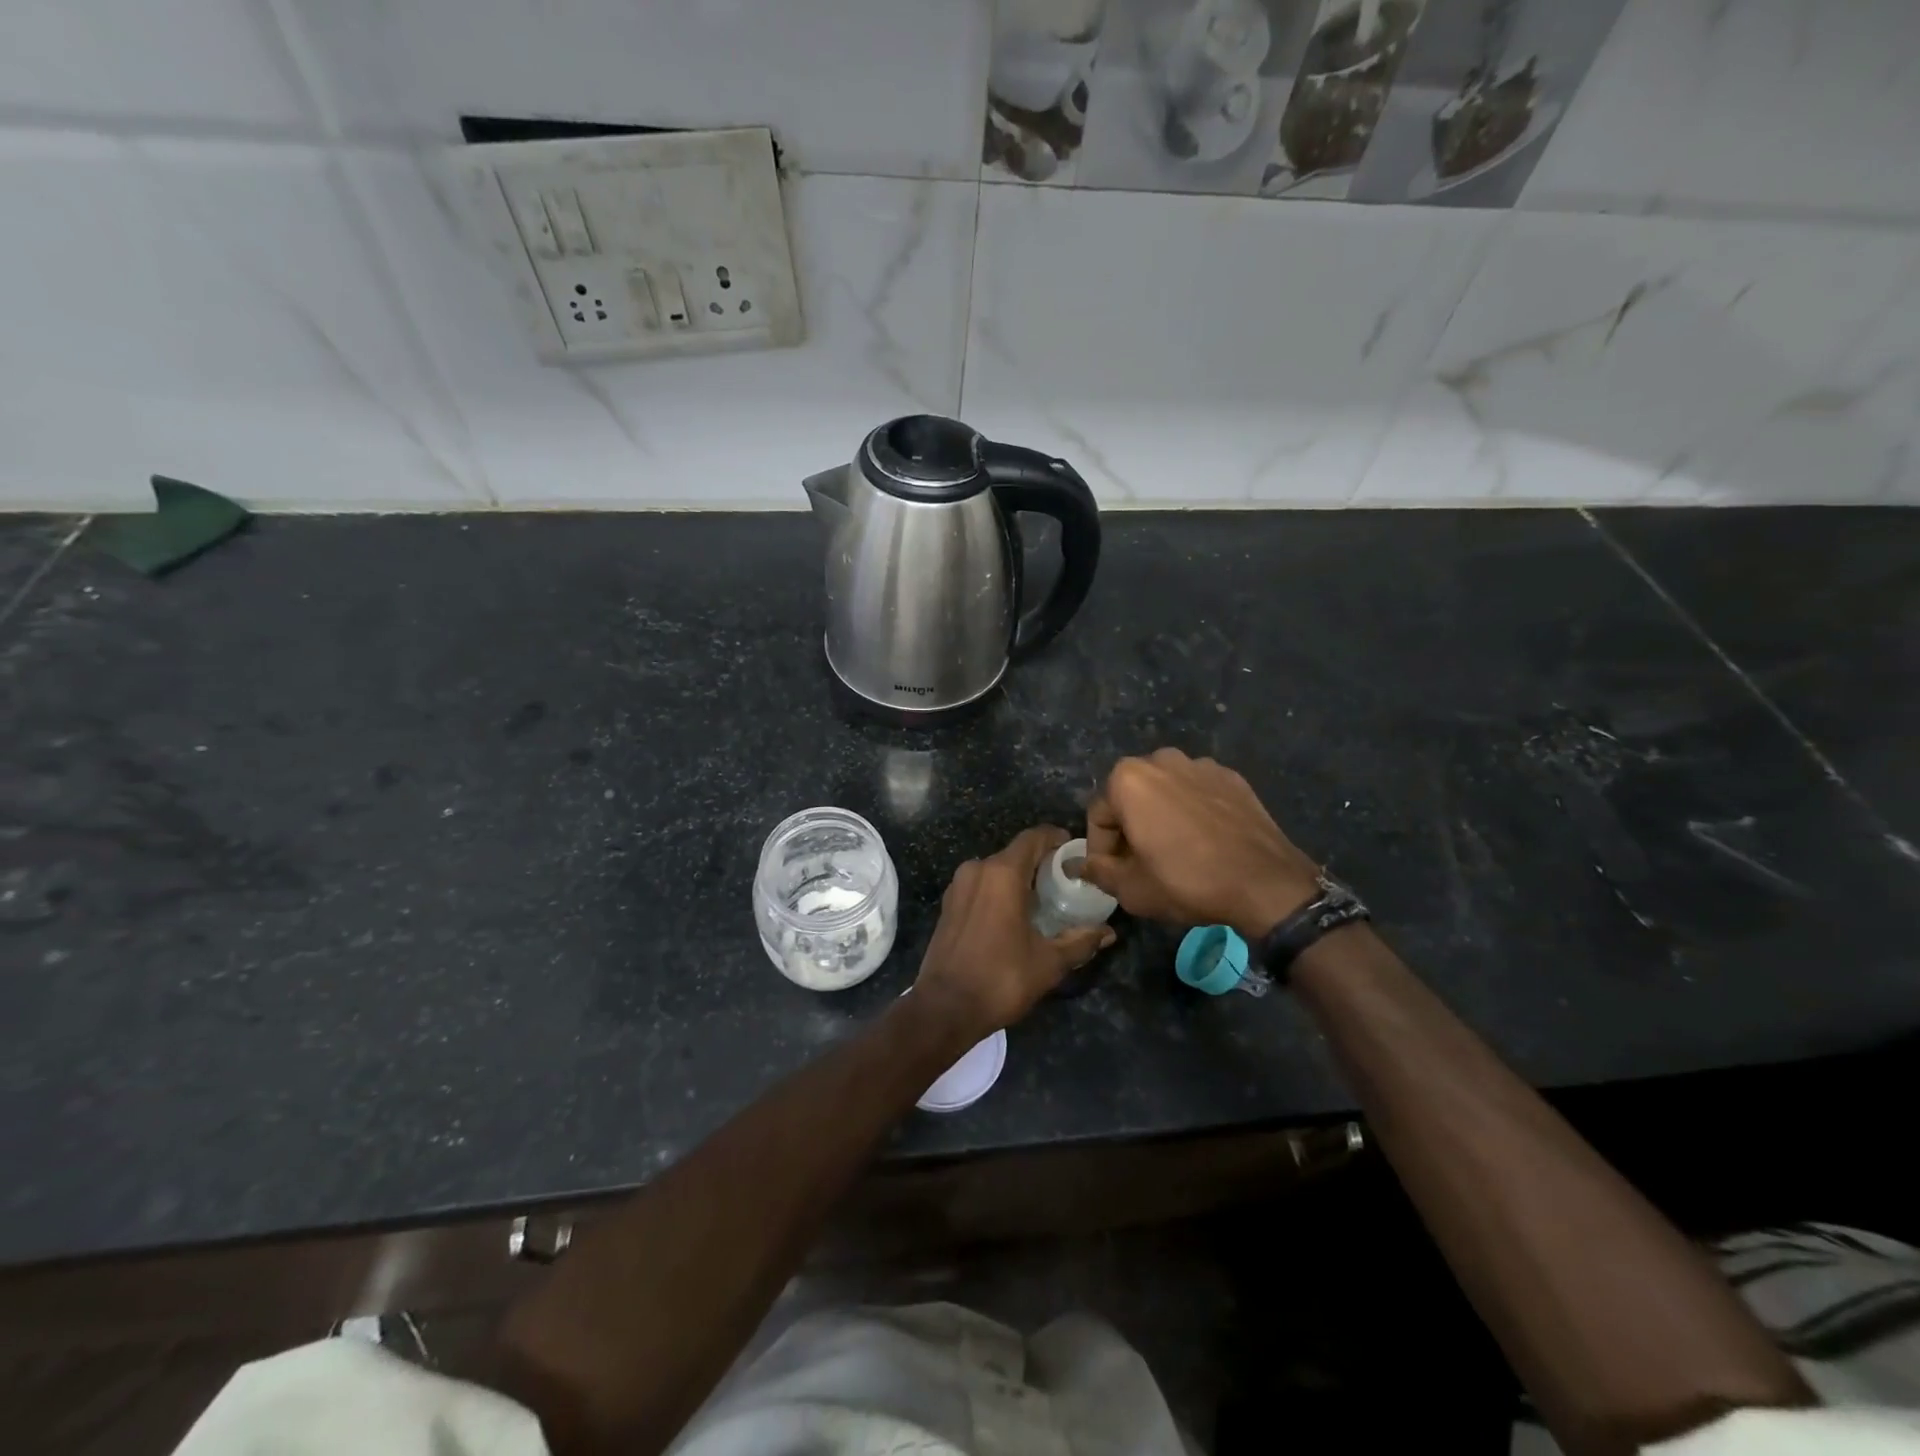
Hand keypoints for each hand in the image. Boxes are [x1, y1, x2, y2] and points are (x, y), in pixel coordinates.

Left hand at [914, 826, 1115, 1038]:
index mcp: (1002, 873)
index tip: (1075, 852)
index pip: (1033, 837)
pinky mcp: (948, 904)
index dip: (1056, 839)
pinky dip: (999, 891)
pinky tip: (1014, 915)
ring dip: (1019, 877)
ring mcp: (958, 886)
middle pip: (1015, 852)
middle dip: (1041, 862)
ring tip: (1043, 900)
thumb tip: (1108, 932)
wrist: (944, 1008)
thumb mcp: (1049, 962)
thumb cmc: (1001, 979)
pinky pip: (980, 885)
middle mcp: (977, 869)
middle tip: (1066, 881)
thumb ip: (1080, 941)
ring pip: (996, 869)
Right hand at [1081, 749, 1320, 939]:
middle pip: (1130, 797)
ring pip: (1164, 792)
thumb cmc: (1187, 882)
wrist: (1266, 883)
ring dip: (1160, 816)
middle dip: (1129, 828)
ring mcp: (1200, 764)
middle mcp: (1160, 759)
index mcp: (1127, 779)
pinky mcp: (1231, 777)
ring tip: (1174, 851)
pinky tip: (1204, 842)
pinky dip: (1192, 811)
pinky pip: (1197, 792)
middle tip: (1140, 864)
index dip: (1101, 850)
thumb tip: (1077, 865)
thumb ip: (1097, 871)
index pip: (1098, 816)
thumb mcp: (1131, 888)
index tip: (1113, 874)